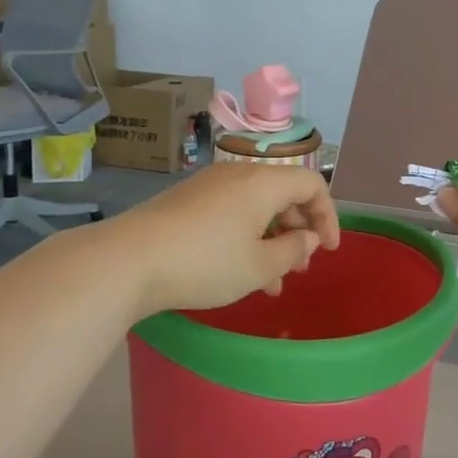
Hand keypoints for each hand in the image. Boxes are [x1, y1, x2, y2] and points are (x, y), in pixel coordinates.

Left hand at [107, 161, 340, 317]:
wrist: (129, 260)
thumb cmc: (205, 262)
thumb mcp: (259, 265)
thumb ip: (293, 250)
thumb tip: (308, 238)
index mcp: (262, 182)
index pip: (311, 183)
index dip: (327, 215)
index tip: (328, 250)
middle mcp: (237, 175)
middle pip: (283, 193)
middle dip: (298, 229)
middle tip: (300, 267)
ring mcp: (208, 186)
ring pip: (255, 207)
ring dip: (271, 239)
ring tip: (272, 282)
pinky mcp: (186, 202)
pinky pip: (230, 213)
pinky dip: (245, 237)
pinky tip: (238, 273)